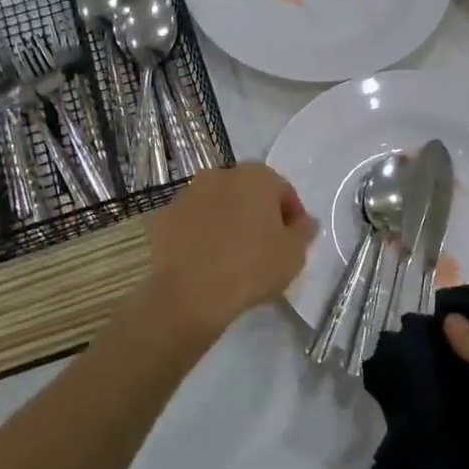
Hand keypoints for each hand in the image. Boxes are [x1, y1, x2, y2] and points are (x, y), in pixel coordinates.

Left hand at [144, 162, 317, 336]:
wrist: (192, 293)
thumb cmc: (252, 266)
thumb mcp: (294, 253)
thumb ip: (304, 231)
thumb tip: (305, 221)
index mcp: (256, 176)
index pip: (282, 191)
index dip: (291, 216)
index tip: (292, 241)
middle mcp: (220, 174)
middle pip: (248, 193)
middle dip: (257, 214)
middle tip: (264, 248)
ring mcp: (187, 194)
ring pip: (217, 205)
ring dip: (227, 222)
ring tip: (233, 256)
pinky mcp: (164, 217)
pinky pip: (192, 223)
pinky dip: (200, 234)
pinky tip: (206, 261)